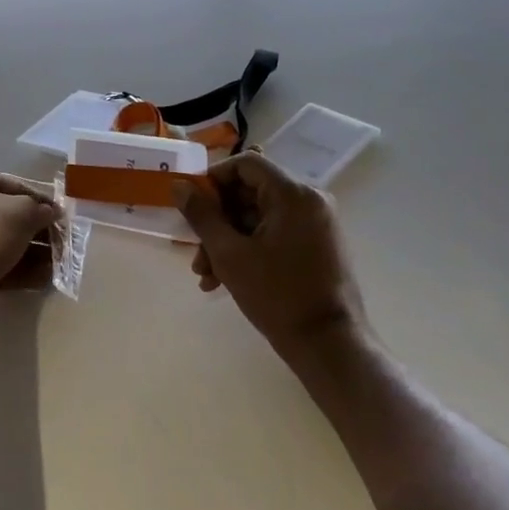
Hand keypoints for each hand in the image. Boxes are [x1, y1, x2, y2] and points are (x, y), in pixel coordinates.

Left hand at [0, 171, 61, 289]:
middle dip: (33, 229)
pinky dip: (14, 268)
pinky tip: (41, 278)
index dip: (36, 197)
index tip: (55, 211)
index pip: (6, 184)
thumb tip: (53, 212)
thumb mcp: (25, 212)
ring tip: (54, 262)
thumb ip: (41, 209)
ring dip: (29, 252)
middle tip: (57, 239)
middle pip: (2, 216)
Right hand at [172, 152, 371, 371]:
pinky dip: (249, 249)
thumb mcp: (230, 254)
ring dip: (228, 240)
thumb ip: (202, 216)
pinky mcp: (318, 245)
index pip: (246, 163)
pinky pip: (275, 233)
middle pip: (251, 192)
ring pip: (259, 217)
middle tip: (195, 251)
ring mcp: (316, 223)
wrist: (329, 346)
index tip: (192, 206)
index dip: (214, 179)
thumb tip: (179, 186)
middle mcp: (310, 200)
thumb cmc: (278, 296)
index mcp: (293, 194)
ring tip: (206, 275)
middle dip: (217, 221)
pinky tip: (224, 280)